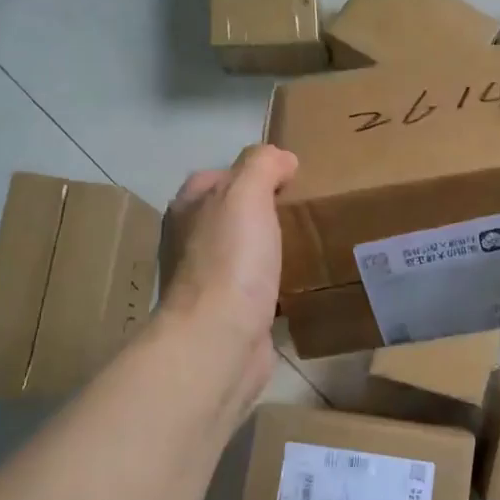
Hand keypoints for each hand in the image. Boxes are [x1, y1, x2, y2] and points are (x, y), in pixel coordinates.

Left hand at [159, 144, 297, 416]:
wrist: (219, 340)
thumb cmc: (230, 260)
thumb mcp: (245, 194)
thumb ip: (261, 165)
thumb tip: (282, 159)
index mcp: (188, 208)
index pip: (218, 176)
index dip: (252, 171)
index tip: (292, 178)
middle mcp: (190, 241)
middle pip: (232, 214)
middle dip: (265, 210)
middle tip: (306, 209)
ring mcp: (207, 280)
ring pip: (245, 250)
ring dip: (271, 247)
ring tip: (311, 242)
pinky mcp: (228, 312)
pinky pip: (256, 287)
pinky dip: (276, 282)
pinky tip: (301, 282)